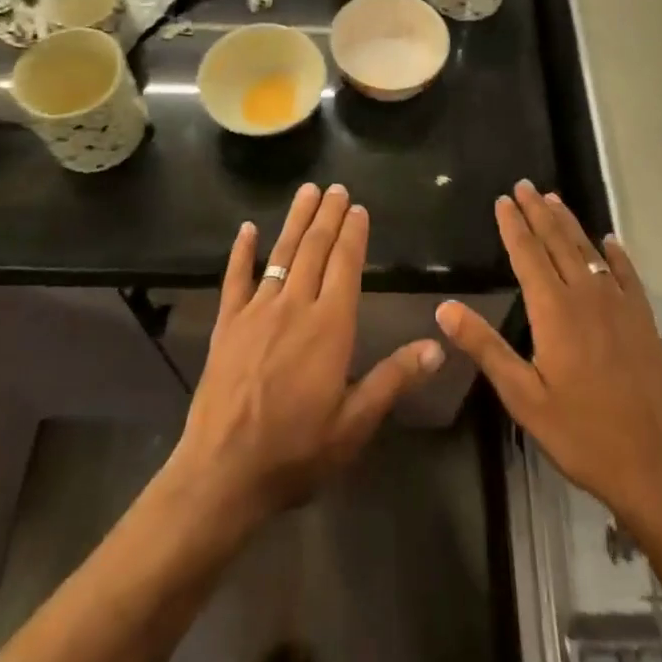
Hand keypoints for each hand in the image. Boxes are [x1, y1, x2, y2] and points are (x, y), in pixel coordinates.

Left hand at [166, 182, 444, 529]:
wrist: (223, 473)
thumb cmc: (296, 452)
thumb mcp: (355, 424)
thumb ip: (393, 379)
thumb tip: (438, 345)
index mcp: (329, 326)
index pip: (345, 265)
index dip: (353, 234)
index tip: (358, 208)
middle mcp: (295, 306)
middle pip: (314, 249)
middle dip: (327, 215)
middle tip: (336, 187)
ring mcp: (257, 311)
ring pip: (281, 253)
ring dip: (295, 220)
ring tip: (306, 190)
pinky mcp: (227, 324)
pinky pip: (235, 279)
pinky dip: (241, 252)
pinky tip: (246, 229)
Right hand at [437, 181, 661, 534]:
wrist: (660, 466)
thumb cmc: (584, 435)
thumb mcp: (524, 398)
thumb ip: (486, 348)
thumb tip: (444, 308)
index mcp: (554, 310)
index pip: (527, 254)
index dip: (512, 225)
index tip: (503, 199)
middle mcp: (586, 295)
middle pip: (557, 242)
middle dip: (538, 212)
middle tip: (525, 185)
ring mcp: (619, 305)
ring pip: (588, 251)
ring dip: (569, 223)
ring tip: (554, 199)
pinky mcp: (644, 320)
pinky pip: (626, 274)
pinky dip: (614, 253)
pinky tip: (609, 242)